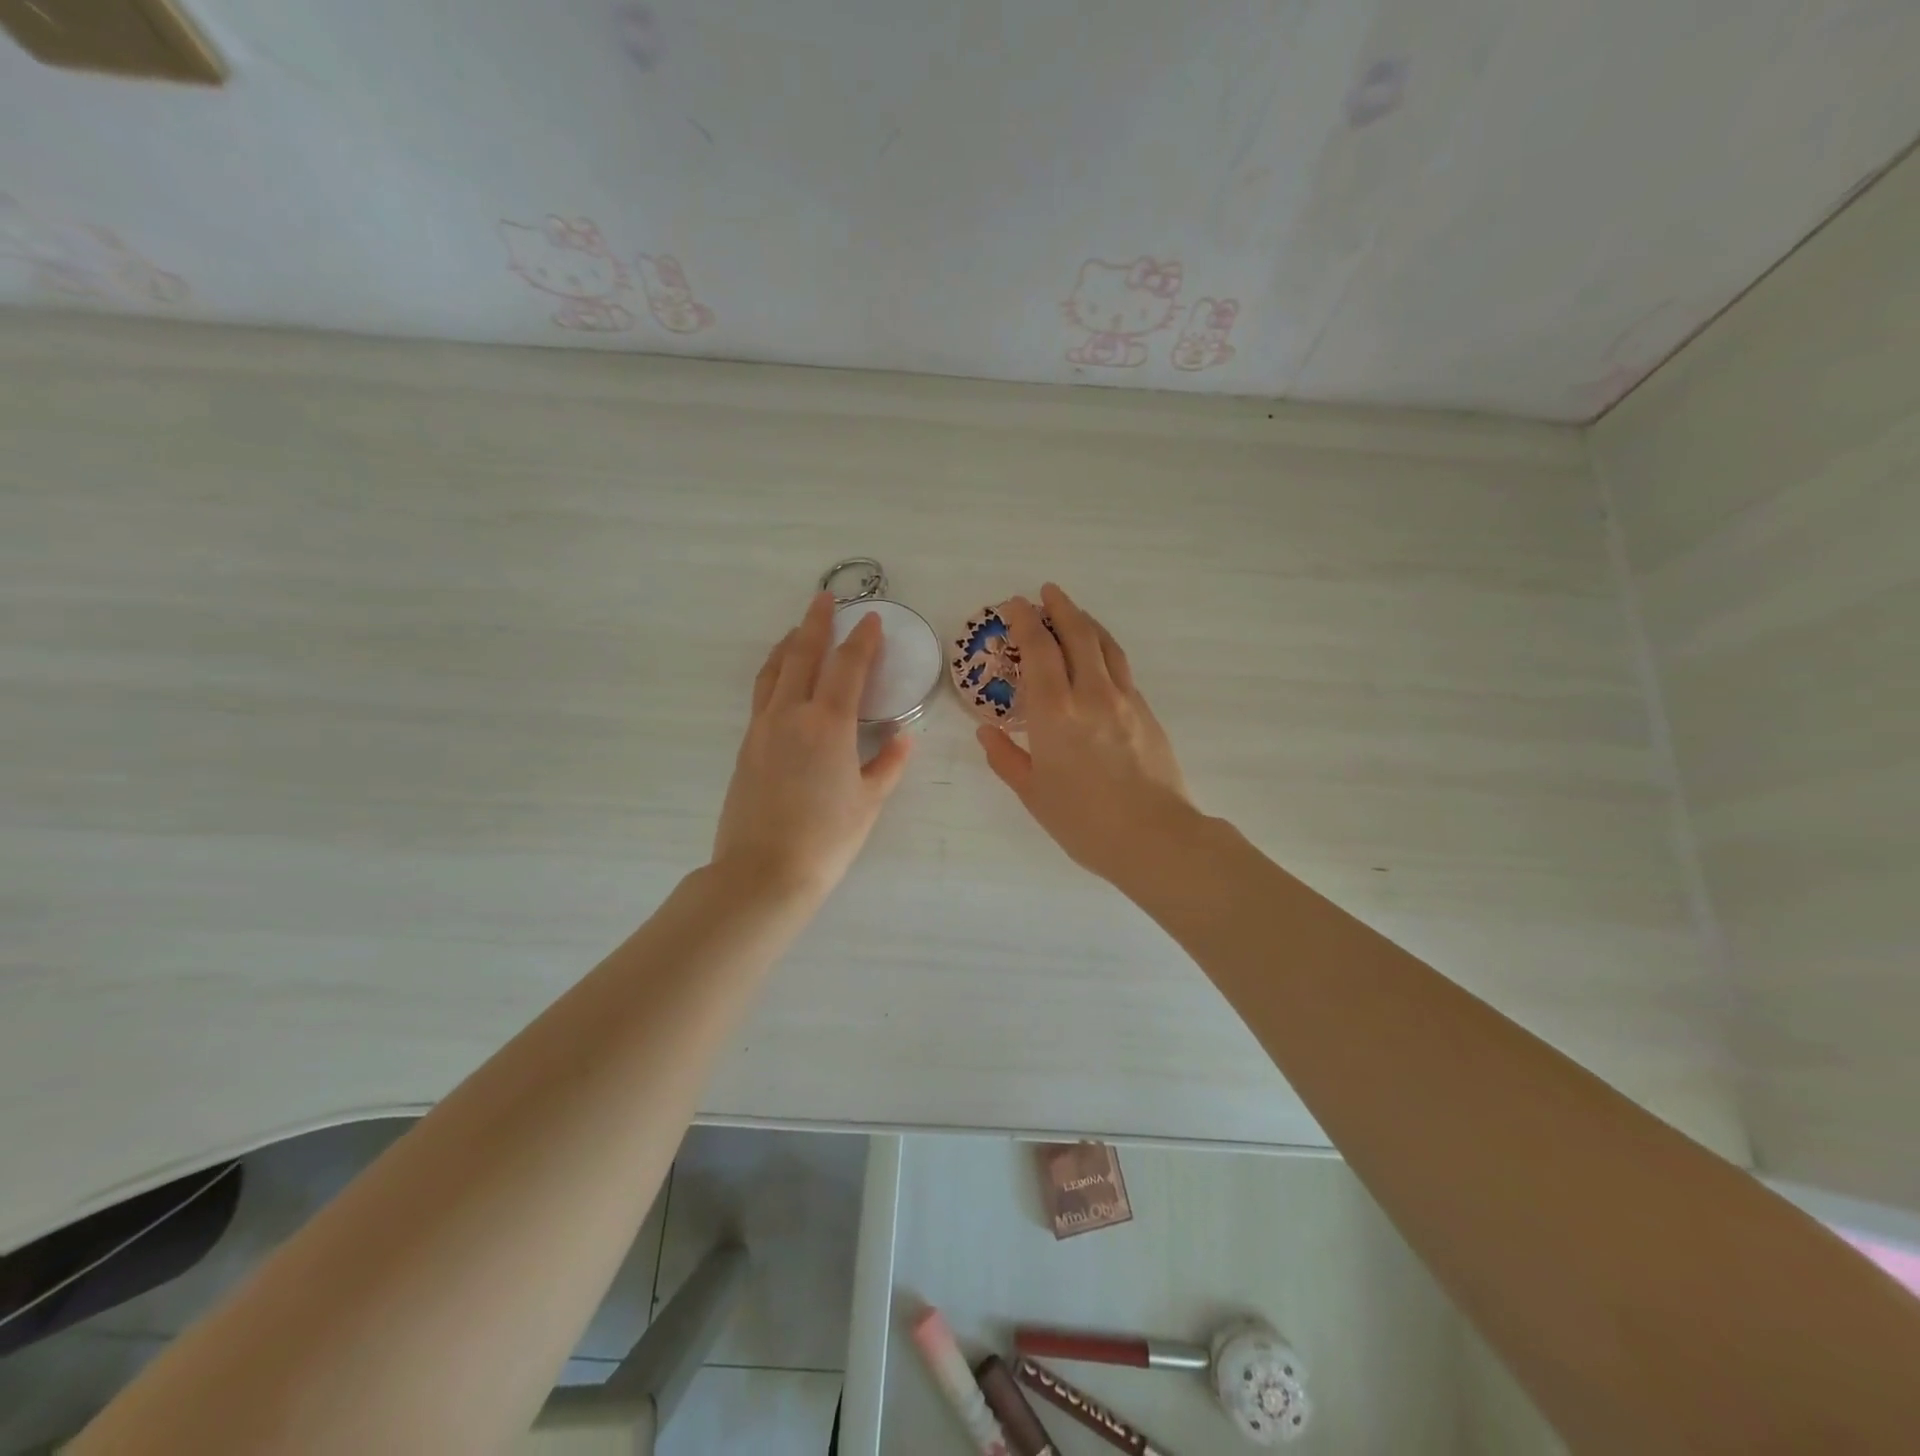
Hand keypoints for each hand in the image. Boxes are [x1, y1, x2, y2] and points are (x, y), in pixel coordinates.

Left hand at [712, 593, 912, 899]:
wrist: (763, 872)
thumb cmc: (826, 839)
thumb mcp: (868, 802)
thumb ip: (887, 764)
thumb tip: (903, 737)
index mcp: (828, 724)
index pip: (848, 666)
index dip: (862, 640)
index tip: (871, 619)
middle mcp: (791, 714)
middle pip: (803, 655)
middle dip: (817, 623)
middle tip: (825, 598)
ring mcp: (762, 728)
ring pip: (774, 670)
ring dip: (789, 643)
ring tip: (800, 630)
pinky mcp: (747, 745)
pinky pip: (762, 693)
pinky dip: (774, 672)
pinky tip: (781, 676)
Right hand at [976, 582, 1192, 882]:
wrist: (1154, 837)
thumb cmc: (1083, 821)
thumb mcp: (1033, 793)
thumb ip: (1006, 758)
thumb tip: (986, 732)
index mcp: (1054, 712)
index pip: (1038, 649)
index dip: (1024, 621)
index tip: (1014, 604)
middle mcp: (1090, 693)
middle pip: (1077, 634)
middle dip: (1059, 607)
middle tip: (1046, 593)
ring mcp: (1124, 699)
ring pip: (1105, 644)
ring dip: (1086, 621)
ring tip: (1074, 612)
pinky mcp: (1146, 712)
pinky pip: (1122, 667)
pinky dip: (1105, 648)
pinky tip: (1100, 656)